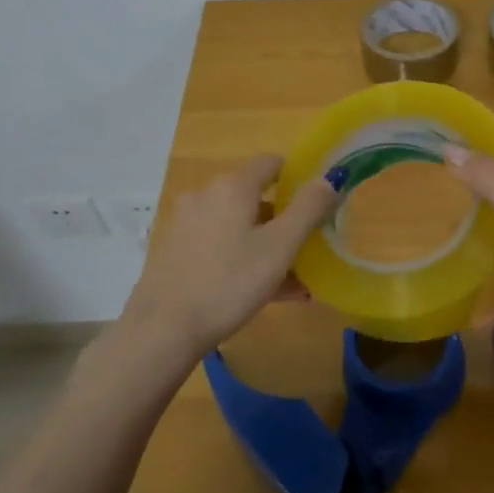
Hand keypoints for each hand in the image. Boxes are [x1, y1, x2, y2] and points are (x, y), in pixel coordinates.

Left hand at [121, 154, 338, 359]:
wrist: (162, 330)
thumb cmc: (229, 283)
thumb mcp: (280, 247)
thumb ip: (309, 208)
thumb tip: (331, 177)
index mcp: (233, 187)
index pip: (272, 163)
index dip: (298, 177)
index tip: (317, 204)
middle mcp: (206, 195)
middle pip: (255, 196)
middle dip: (284, 220)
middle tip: (307, 250)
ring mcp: (186, 223)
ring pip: (238, 225)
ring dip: (266, 245)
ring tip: (292, 282)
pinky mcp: (175, 251)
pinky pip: (219, 245)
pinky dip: (242, 258)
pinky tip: (261, 292)